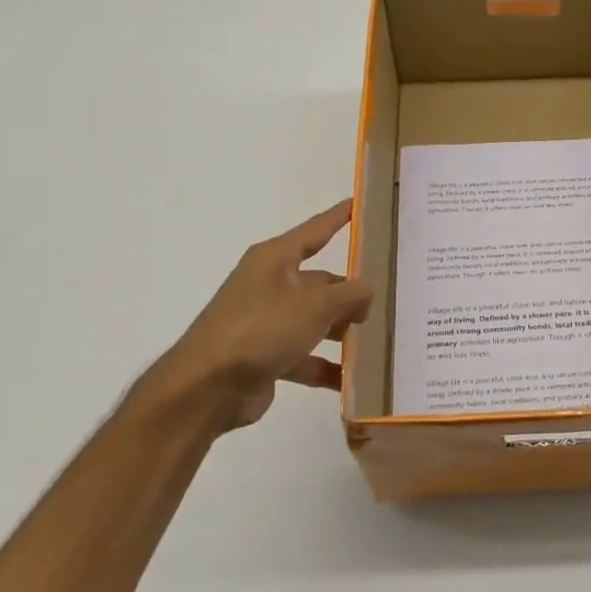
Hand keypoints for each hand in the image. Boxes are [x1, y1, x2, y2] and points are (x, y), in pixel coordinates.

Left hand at [130, 199, 372, 436]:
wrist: (206, 388)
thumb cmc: (261, 329)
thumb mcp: (315, 305)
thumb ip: (351, 294)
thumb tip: (367, 291)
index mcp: (275, 259)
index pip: (315, 230)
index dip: (338, 217)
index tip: (359, 203)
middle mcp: (269, 284)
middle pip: (320, 282)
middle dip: (349, 294)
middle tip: (385, 303)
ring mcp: (266, 321)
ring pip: (314, 320)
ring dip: (341, 331)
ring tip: (374, 342)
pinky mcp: (265, 355)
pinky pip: (304, 355)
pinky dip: (325, 366)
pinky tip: (351, 379)